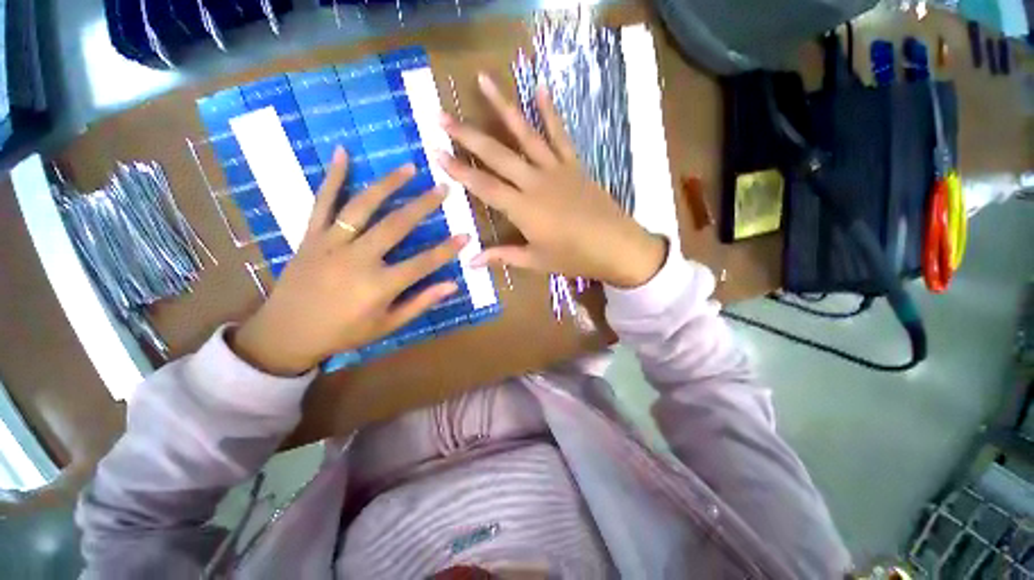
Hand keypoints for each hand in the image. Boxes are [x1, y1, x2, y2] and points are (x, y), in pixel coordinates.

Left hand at [231, 148, 466, 375]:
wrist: (285, 333)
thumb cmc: (343, 333)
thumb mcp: (387, 325)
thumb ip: (420, 303)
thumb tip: (453, 285)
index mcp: (379, 285)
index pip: (423, 263)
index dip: (447, 249)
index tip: (466, 234)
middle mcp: (358, 259)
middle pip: (396, 225)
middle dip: (423, 205)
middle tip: (443, 188)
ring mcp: (332, 243)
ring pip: (362, 207)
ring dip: (388, 184)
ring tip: (409, 167)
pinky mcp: (311, 236)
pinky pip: (322, 202)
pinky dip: (333, 177)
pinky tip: (343, 153)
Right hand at [438, 73, 666, 288]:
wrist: (616, 247)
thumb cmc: (574, 257)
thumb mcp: (536, 261)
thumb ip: (503, 256)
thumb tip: (472, 261)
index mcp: (523, 209)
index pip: (484, 186)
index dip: (459, 170)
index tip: (436, 152)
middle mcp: (534, 182)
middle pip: (497, 155)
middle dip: (467, 135)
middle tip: (442, 116)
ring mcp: (555, 169)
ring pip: (525, 134)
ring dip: (503, 107)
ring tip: (484, 80)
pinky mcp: (574, 165)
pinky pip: (560, 135)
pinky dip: (550, 112)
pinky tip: (539, 89)